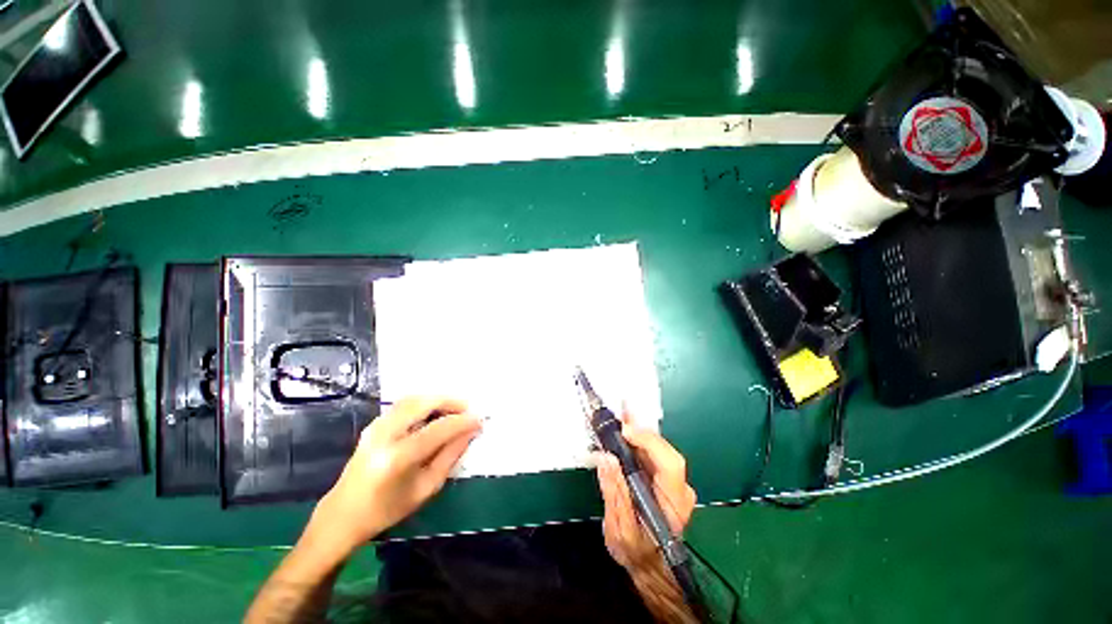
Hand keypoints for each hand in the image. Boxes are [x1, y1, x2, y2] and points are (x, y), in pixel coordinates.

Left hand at [303, 397, 481, 559]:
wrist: (343, 515)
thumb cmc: (387, 509)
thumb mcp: (426, 488)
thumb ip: (450, 456)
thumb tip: (469, 432)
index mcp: (398, 457)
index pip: (438, 429)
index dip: (462, 422)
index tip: (480, 421)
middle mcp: (385, 435)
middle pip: (423, 403)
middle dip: (450, 401)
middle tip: (468, 408)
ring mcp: (376, 426)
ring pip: (413, 399)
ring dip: (437, 399)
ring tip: (454, 409)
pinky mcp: (374, 424)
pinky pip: (404, 404)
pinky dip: (424, 402)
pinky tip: (434, 412)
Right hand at [596, 414, 696, 572]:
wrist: (650, 564)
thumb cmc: (637, 552)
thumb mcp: (620, 530)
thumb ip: (615, 494)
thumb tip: (606, 458)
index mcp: (673, 504)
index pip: (670, 463)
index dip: (649, 442)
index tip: (624, 431)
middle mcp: (679, 487)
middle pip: (664, 449)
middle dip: (641, 430)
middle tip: (620, 412)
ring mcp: (673, 480)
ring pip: (658, 447)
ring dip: (638, 429)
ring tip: (621, 411)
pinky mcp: (663, 476)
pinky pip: (651, 451)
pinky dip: (637, 436)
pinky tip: (626, 424)